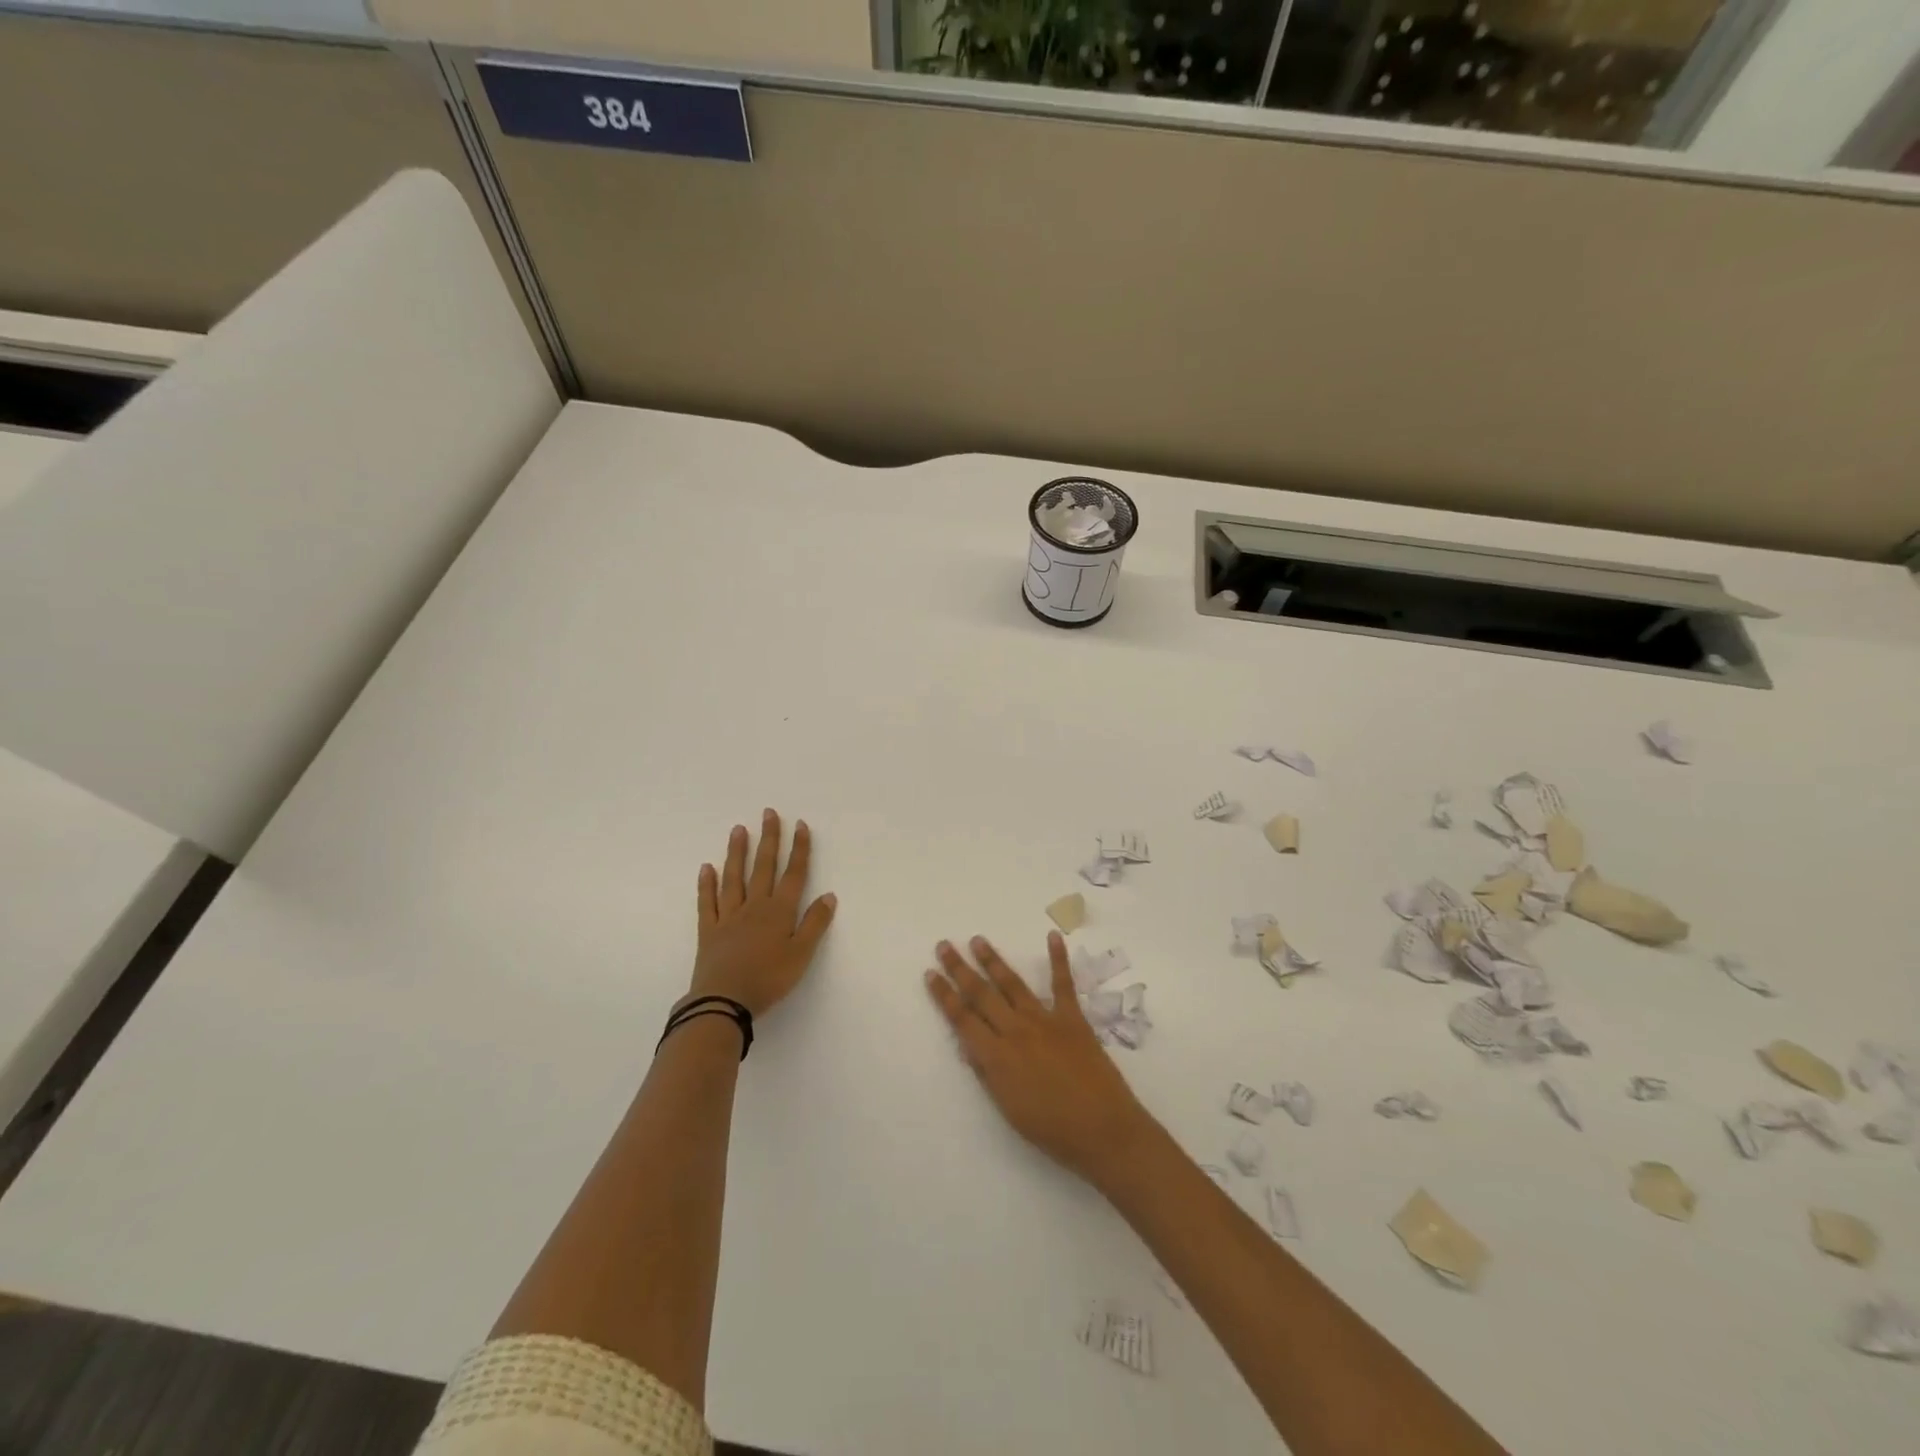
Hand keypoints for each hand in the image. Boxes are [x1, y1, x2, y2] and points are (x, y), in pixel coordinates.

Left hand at [690, 810, 836, 1017]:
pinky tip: (706, 868)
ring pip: (734, 878)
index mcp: (779, 911)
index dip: (799, 849)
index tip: (800, 825)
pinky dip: (706, 885)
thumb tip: (829, 895)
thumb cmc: (768, 979)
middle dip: (769, 839)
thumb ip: (815, 923)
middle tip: (769, 813)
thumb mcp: (801, 954)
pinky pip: (707, 903)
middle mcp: (754, 907)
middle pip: (763, 867)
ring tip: (738, 829)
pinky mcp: (709, 931)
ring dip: (737, 853)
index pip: (793, 874)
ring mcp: (729, 917)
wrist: (724, 1002)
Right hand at [926, 932, 1155, 1185]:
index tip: (930, 973)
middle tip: (945, 945)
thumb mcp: (1008, 1108)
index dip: (944, 995)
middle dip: (960, 969)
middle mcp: (1016, 1031)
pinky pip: (1063, 984)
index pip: (962, 1019)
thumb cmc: (1052, 1130)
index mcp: (996, 1057)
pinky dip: (1058, 959)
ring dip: (993, 960)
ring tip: (978, 940)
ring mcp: (1045, 1020)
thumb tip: (968, 1045)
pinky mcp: (1072, 1018)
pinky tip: (1053, 936)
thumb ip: (987, 1073)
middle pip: (981, 994)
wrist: (1103, 1130)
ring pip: (1012, 984)